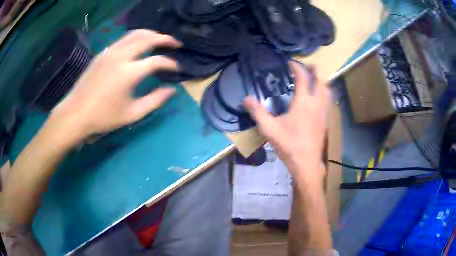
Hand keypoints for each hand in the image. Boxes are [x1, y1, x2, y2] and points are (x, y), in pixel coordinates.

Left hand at [49, 30, 181, 144]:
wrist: (75, 114)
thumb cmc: (103, 117)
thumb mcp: (132, 114)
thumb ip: (154, 101)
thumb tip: (171, 90)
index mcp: (129, 73)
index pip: (157, 61)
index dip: (170, 63)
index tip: (177, 68)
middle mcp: (121, 56)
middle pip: (148, 38)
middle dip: (165, 38)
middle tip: (175, 43)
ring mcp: (110, 52)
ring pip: (135, 34)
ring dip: (151, 34)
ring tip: (160, 38)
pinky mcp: (103, 53)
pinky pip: (123, 39)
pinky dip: (136, 37)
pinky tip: (139, 44)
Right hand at [244, 63, 330, 187]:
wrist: (306, 163)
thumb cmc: (289, 145)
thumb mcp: (269, 129)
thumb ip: (257, 112)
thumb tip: (245, 98)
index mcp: (303, 102)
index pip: (303, 78)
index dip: (297, 67)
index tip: (290, 63)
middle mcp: (317, 103)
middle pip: (321, 80)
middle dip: (315, 70)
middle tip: (307, 66)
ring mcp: (324, 112)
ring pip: (328, 90)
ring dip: (322, 81)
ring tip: (315, 79)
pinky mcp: (326, 120)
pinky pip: (328, 100)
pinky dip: (325, 93)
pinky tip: (319, 98)